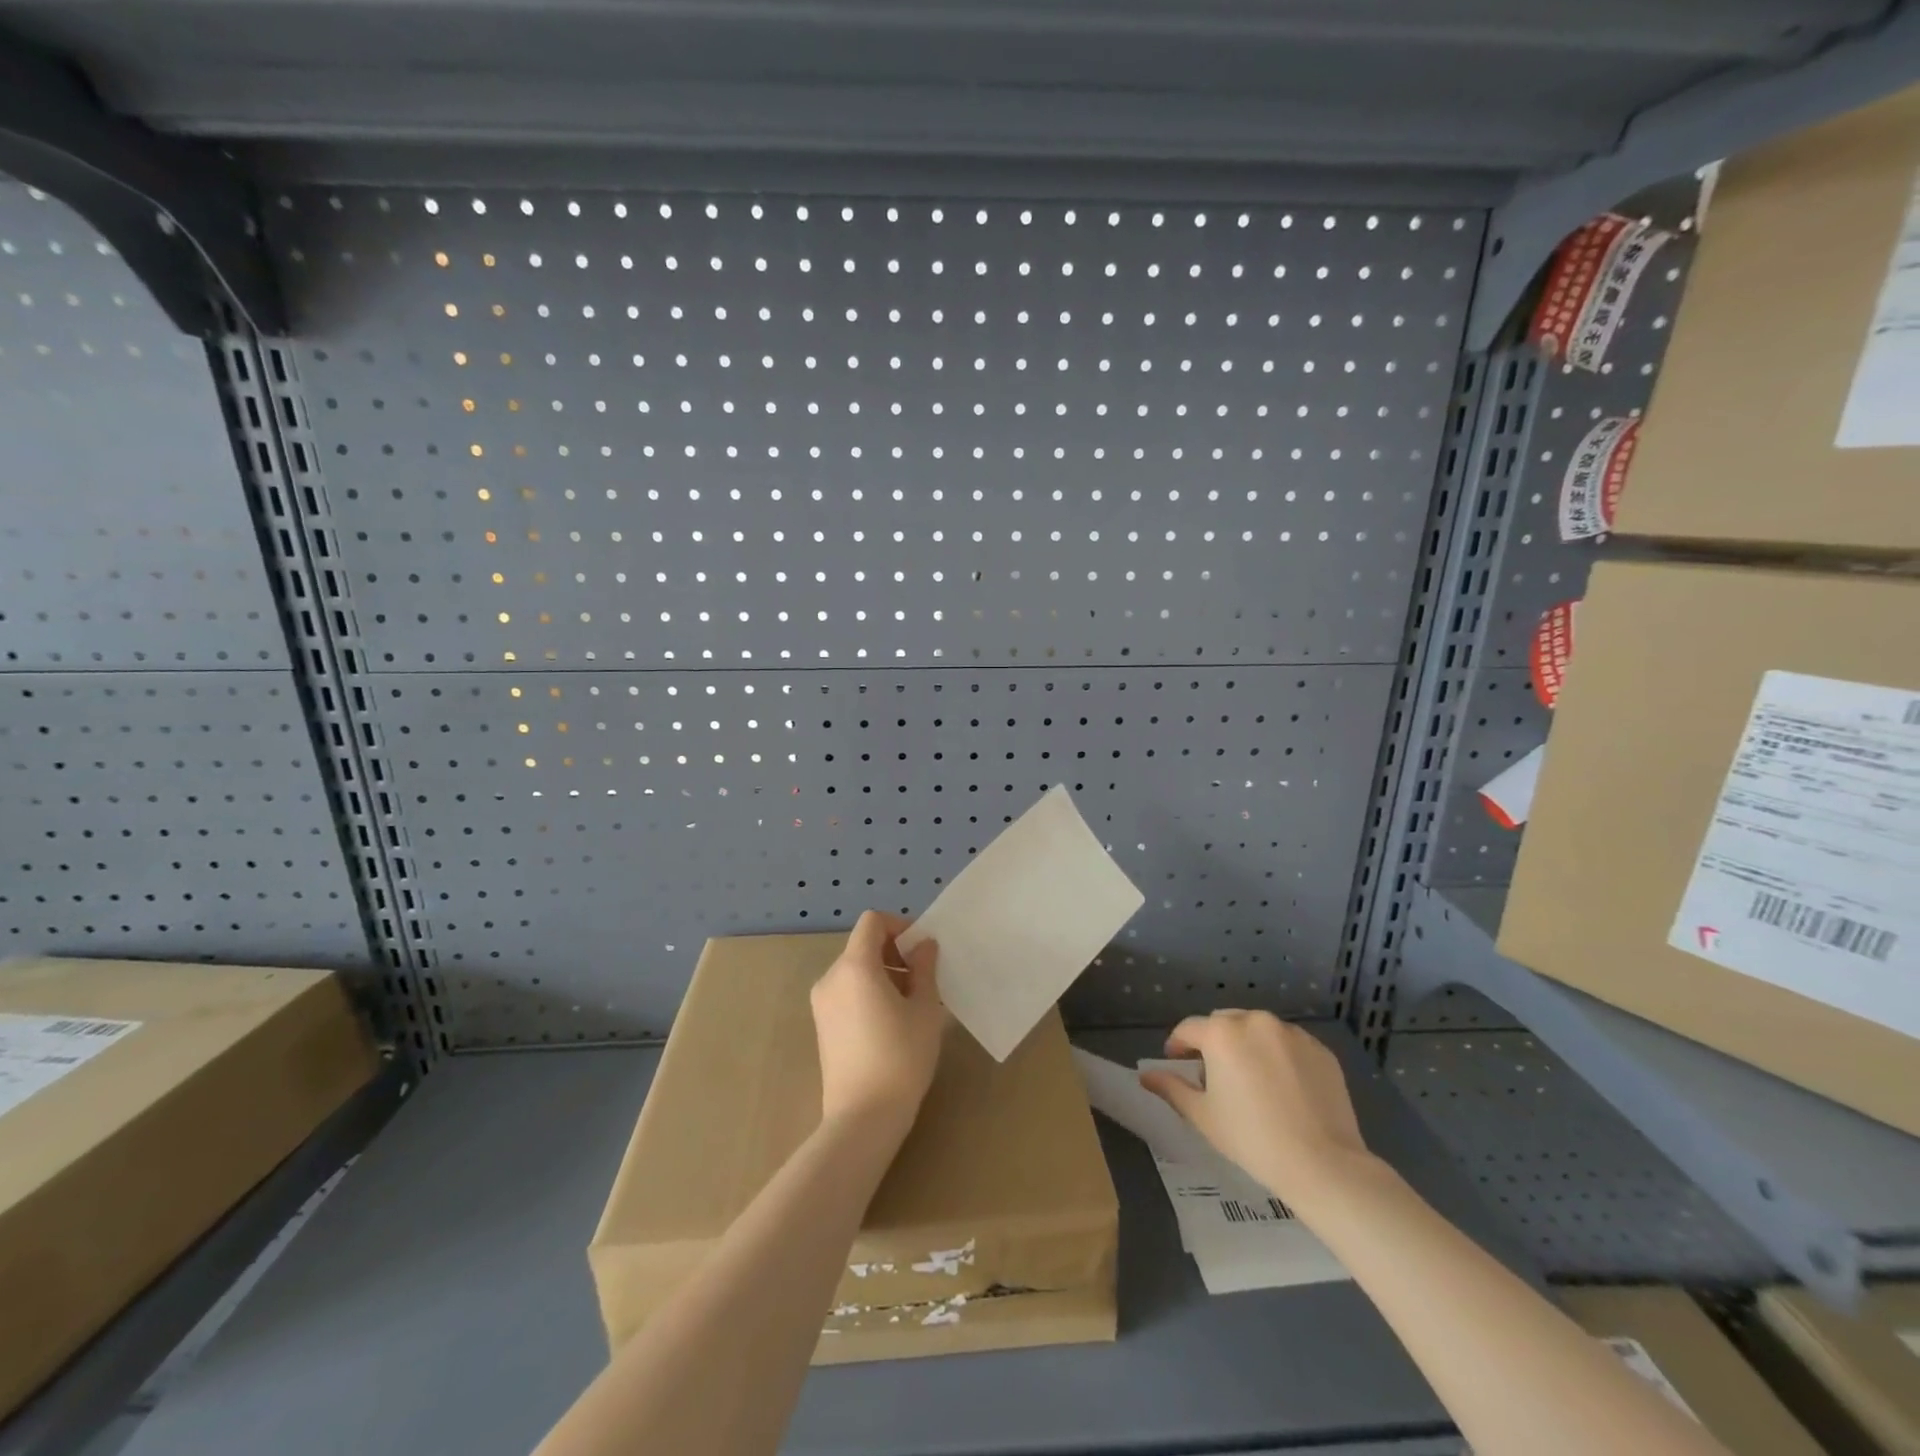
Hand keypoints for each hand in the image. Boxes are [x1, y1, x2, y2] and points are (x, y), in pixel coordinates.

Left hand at [810, 910, 944, 1133]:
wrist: (863, 1117)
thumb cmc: (901, 1057)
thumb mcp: (925, 1009)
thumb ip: (925, 969)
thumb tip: (924, 946)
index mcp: (855, 966)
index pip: (872, 922)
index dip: (899, 925)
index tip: (922, 950)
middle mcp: (831, 977)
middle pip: (863, 945)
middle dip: (895, 953)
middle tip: (922, 981)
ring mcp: (822, 1002)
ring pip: (855, 969)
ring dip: (883, 973)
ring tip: (910, 1005)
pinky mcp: (822, 1025)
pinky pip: (847, 991)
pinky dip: (868, 992)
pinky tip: (890, 1023)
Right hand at [1140, 1010, 1372, 1212]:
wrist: (1323, 1164)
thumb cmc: (1252, 1139)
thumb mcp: (1203, 1116)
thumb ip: (1171, 1088)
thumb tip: (1145, 1075)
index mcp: (1221, 1033)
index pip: (1188, 1029)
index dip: (1178, 1046)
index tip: (1178, 1063)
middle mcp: (1255, 1021)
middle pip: (1224, 1023)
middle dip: (1214, 1042)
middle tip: (1216, 1075)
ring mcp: (1291, 1033)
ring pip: (1258, 1029)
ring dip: (1248, 1045)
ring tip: (1253, 1081)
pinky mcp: (1320, 1049)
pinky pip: (1289, 1044)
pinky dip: (1279, 1056)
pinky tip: (1284, 1088)